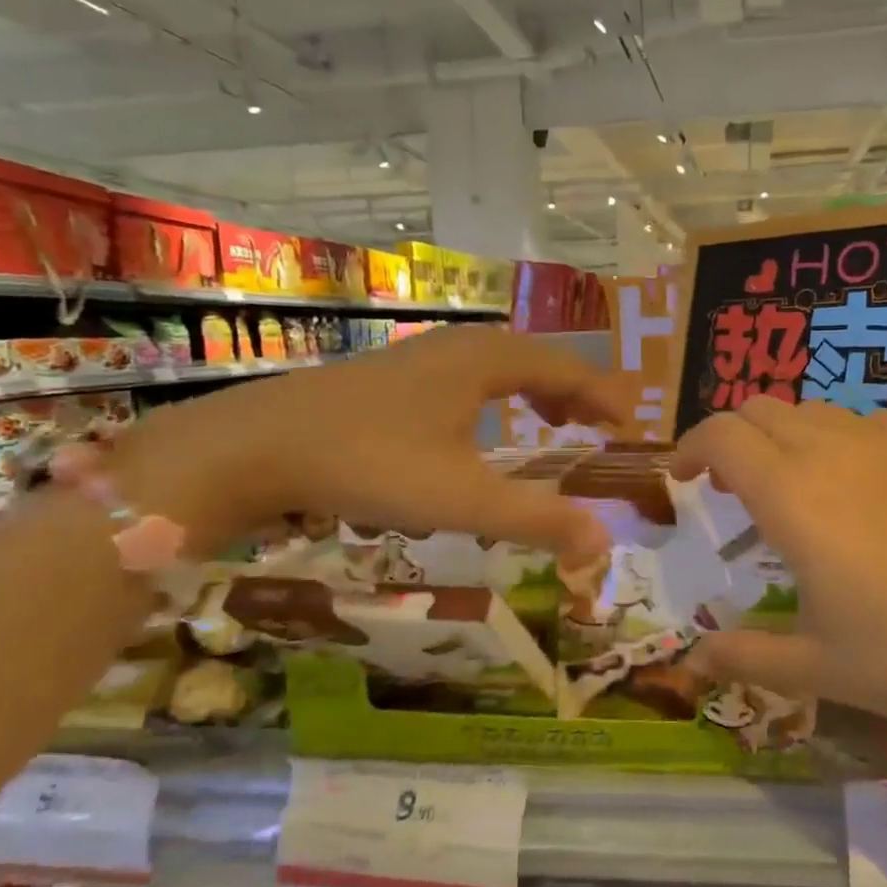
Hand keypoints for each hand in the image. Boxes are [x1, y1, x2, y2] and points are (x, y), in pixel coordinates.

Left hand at [114, 326, 630, 566]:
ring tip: (551, 421)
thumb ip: (538, 519)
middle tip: (597, 427)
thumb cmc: (370, 463)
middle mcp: (461, 345)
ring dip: (534, 389)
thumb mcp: (462, 500)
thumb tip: (603, 541)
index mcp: (488, 361)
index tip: (630, 427)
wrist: (256, 445)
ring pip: (499, 363)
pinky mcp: (393, 372)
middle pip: (537, 358)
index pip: (568, 368)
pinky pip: (467, 374)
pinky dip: (495, 394)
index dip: (605, 396)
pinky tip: (478, 428)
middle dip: (574, 391)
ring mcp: (422, 354)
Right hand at [671, 399, 886, 742]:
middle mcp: (832, 453)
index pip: (720, 435)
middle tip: (730, 489)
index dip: (689, 447)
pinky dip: (837, 436)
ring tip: (790, 485)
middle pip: (760, 409)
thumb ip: (745, 655)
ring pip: (812, 409)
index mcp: (793, 497)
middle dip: (731, 438)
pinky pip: (864, 421)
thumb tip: (692, 661)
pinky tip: (856, 483)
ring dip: (782, 435)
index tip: (682, 479)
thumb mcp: (817, 667)